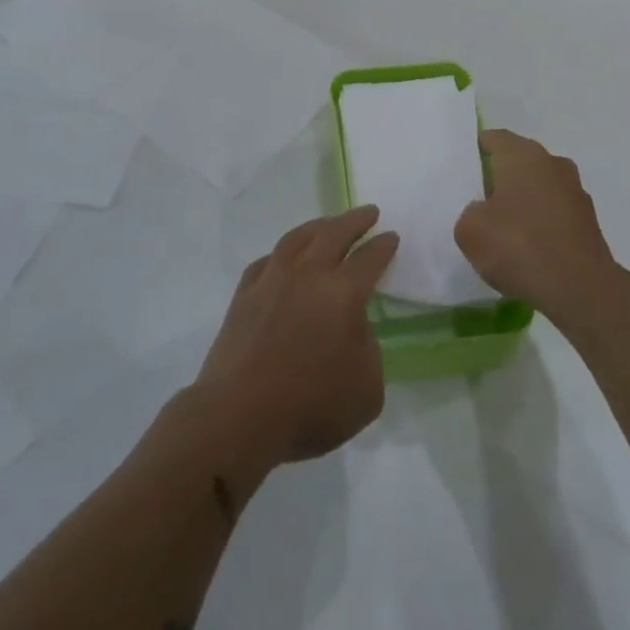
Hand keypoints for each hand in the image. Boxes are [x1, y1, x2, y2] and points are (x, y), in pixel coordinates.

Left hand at [193, 207, 398, 473]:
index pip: (370, 258)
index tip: (391, 236)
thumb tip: (353, 329)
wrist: (239, 416)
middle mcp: (308, 275)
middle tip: (368, 212)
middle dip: (355, 220)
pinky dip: (283, 253)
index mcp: (343, 293)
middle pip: (334, 233)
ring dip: (318, 226)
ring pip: (298, 238)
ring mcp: (272, 279)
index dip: (383, 246)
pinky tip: (285, 258)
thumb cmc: (310, 407)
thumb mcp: (367, 390)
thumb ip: (368, 349)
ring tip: (328, 224)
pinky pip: (268, 260)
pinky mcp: (244, 294)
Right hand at [455, 129, 617, 324]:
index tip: (460, 171)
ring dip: (522, 201)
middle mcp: (552, 163)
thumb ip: (469, 212)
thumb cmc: (519, 247)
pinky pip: (554, 212)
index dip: (474, 151)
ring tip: (502, 229)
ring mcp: (575, 191)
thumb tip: (482, 211)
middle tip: (475, 200)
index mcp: (523, 155)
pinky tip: (527, 249)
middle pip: (518, 161)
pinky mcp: (588, 220)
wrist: (581, 289)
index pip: (493, 138)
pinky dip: (540, 223)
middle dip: (498, 177)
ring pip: (539, 186)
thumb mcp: (470, 231)